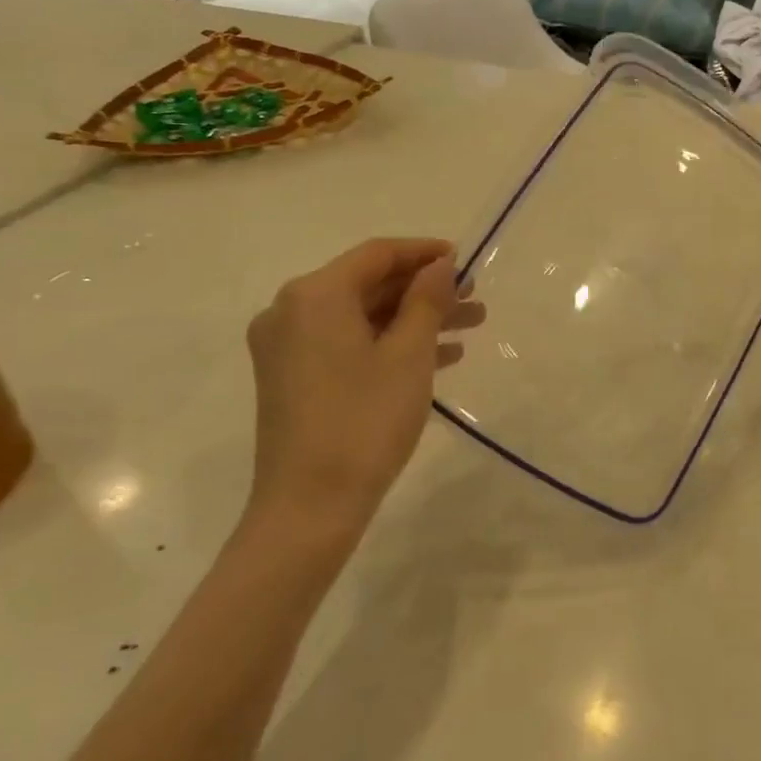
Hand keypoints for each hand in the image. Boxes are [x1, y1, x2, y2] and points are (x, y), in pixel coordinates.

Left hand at [244, 238, 483, 545]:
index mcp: (314, 295)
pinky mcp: (293, 378)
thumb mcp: (409, 354)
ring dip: (414, 319)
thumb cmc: (365, 421)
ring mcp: (287, 347)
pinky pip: (348, 344)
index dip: (425, 253)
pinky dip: (389, 344)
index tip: (466, 261)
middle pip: (368, 285)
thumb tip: (441, 264)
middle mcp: (291, 311)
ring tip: (469, 328)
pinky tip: (438, 358)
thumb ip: (427, 300)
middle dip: (425, 291)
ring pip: (362, 317)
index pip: (377, 254)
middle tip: (473, 300)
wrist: (310, 507)